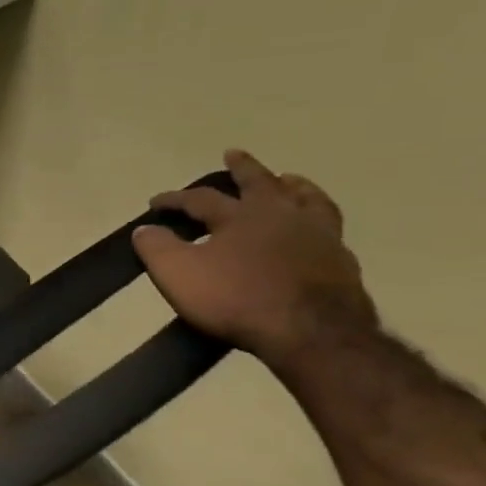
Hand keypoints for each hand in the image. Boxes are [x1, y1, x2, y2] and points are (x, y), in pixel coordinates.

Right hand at [133, 149, 377, 362]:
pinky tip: (314, 228)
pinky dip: (316, 219)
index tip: (155, 202)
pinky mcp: (341, 261)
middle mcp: (280, 215)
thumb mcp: (177, 273)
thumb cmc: (236, 298)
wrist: (311, 332)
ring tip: (289, 180)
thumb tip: (145, 228)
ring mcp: (317, 236)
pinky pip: (328, 228)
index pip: (200, 198)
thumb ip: (156, 247)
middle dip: (243, 168)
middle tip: (234, 153)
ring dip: (293, 186)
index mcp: (239, 216)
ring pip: (306, 199)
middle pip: (261, 183)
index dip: (175, 199)